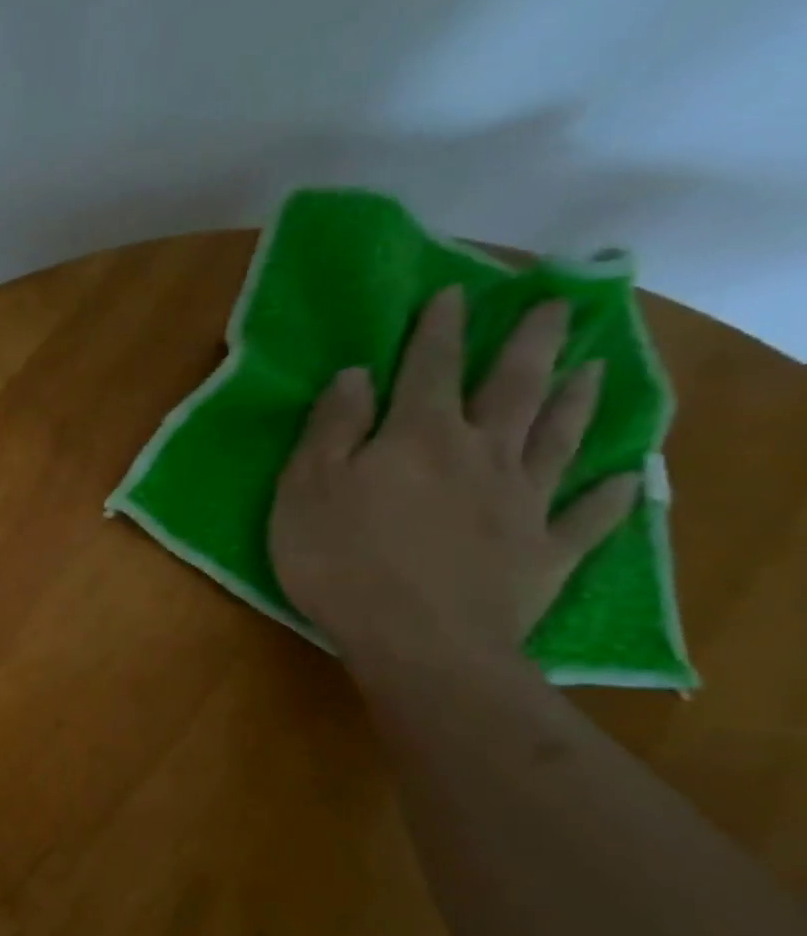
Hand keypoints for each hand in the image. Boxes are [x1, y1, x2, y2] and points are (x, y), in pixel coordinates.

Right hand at [269, 286, 640, 668]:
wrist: (419, 643)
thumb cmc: (342, 562)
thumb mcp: (306, 490)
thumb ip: (332, 429)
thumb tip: (358, 374)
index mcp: (418, 437)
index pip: (431, 368)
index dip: (439, 329)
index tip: (455, 292)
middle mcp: (481, 455)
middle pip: (513, 388)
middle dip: (530, 343)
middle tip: (557, 305)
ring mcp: (522, 503)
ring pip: (558, 438)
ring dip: (577, 401)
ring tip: (595, 368)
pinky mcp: (545, 553)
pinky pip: (587, 517)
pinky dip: (611, 496)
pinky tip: (629, 478)